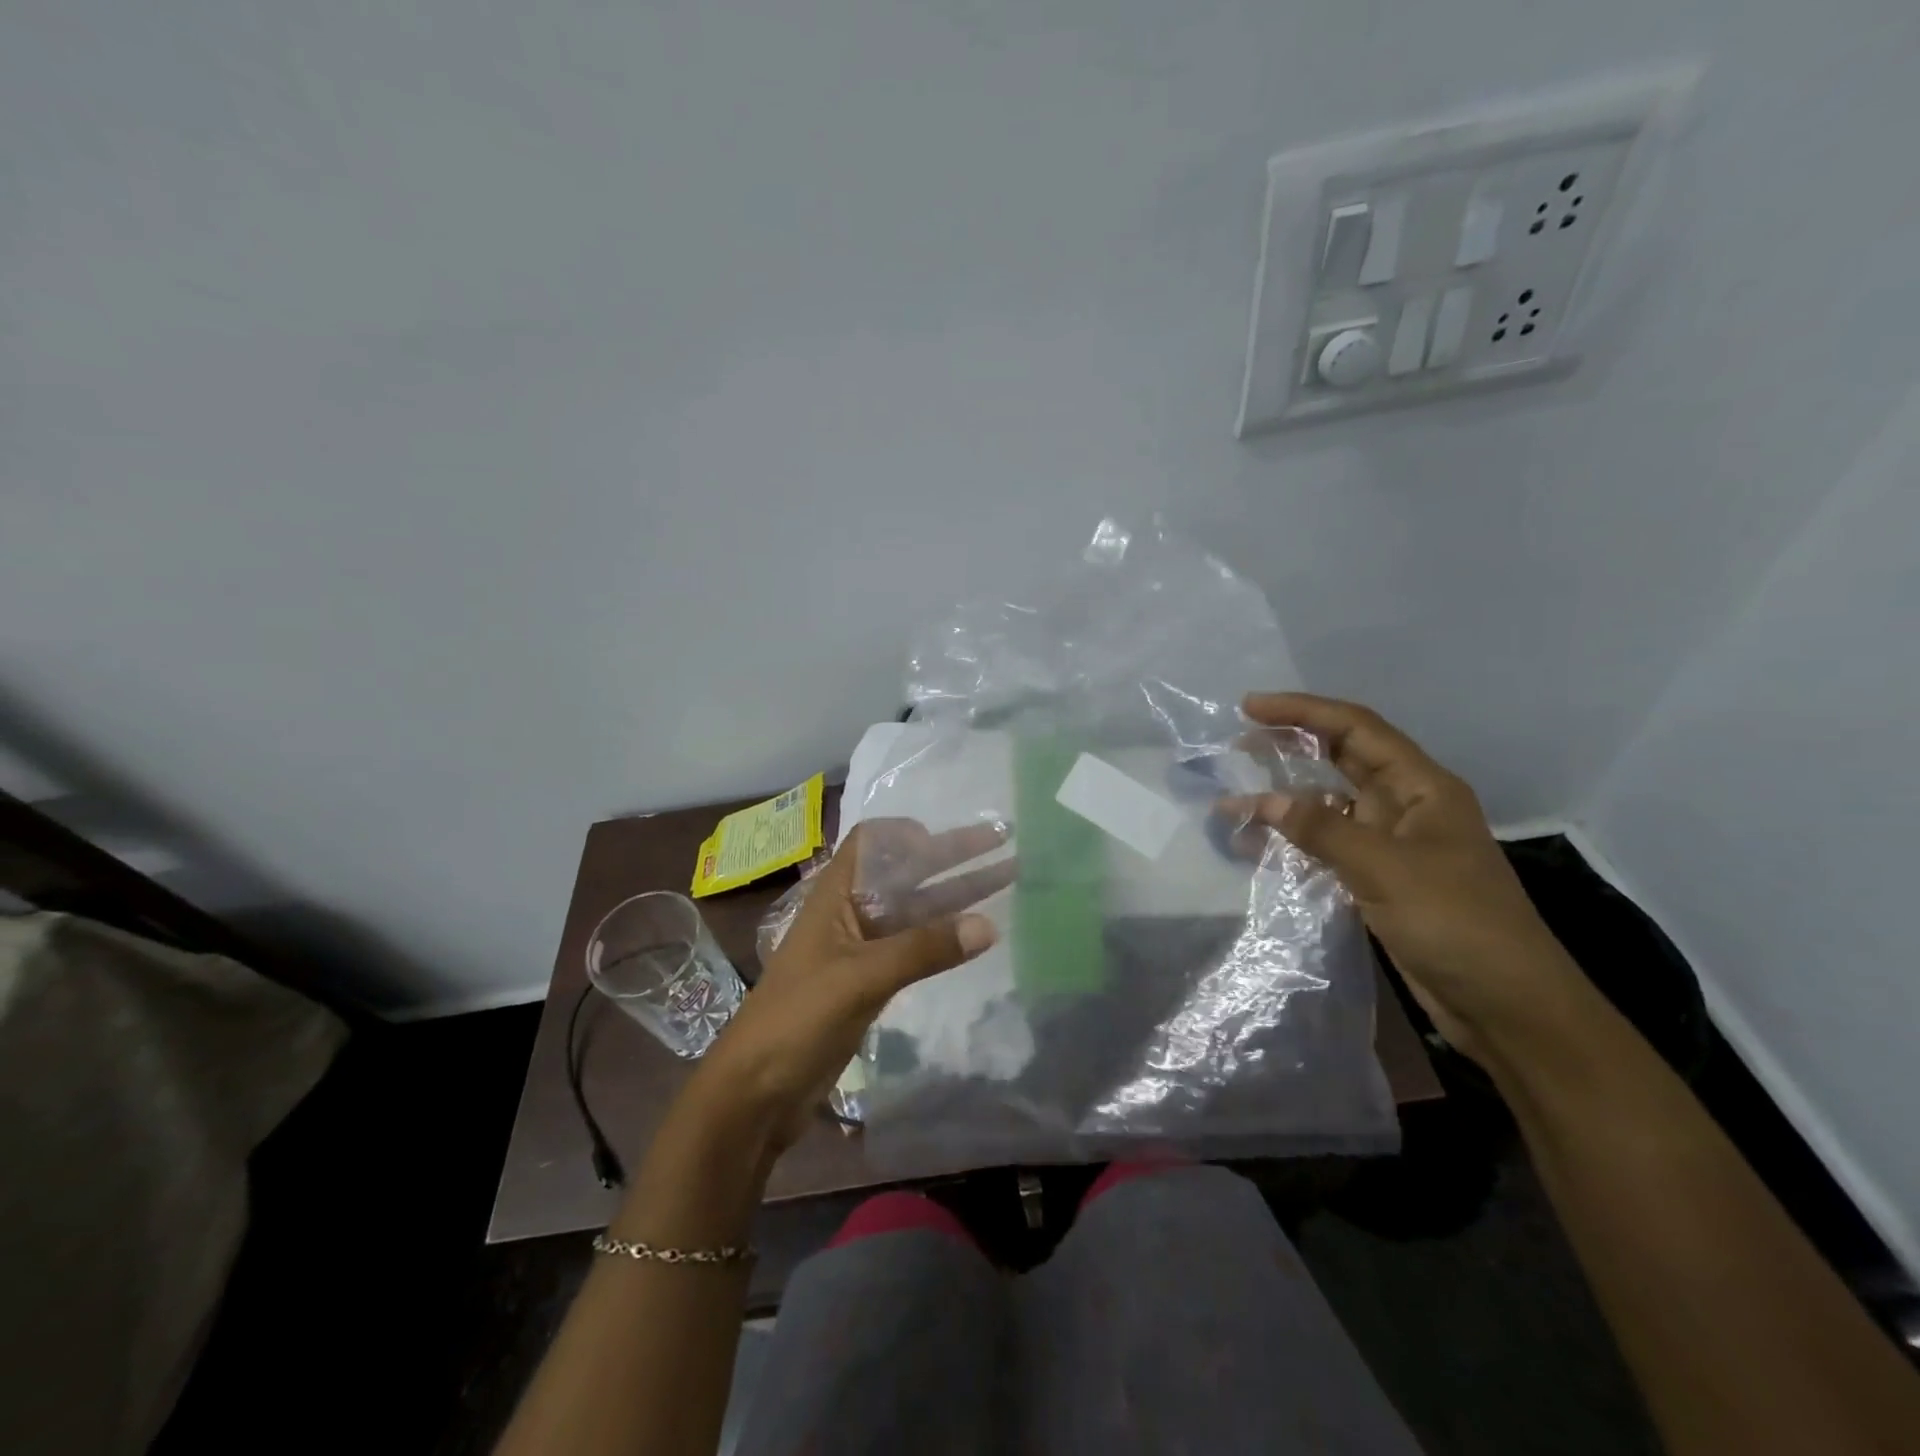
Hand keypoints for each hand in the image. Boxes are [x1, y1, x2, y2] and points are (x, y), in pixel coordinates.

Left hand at [692, 819, 1011, 1147]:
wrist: (755, 1092)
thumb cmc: (797, 1019)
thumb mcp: (860, 978)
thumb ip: (922, 950)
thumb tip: (988, 925)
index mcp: (836, 895)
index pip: (872, 841)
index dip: (908, 832)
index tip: (948, 838)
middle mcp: (850, 911)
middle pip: (905, 871)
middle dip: (950, 856)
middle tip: (1001, 842)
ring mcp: (861, 948)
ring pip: (915, 909)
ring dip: (956, 894)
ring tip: (1005, 878)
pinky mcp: (870, 981)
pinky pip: (914, 946)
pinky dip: (943, 935)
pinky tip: (975, 934)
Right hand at [1223, 692, 1582, 1062]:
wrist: (1506, 1006)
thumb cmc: (1457, 923)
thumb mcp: (1386, 869)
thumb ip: (1322, 830)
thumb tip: (1264, 801)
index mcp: (1422, 787)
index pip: (1356, 729)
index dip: (1302, 711)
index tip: (1249, 707)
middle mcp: (1406, 806)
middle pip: (1341, 759)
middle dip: (1289, 748)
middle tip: (1237, 747)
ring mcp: (1392, 844)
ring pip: (1328, 806)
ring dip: (1283, 802)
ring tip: (1232, 804)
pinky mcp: (1379, 880)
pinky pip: (1326, 847)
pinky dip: (1292, 843)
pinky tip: (1256, 849)